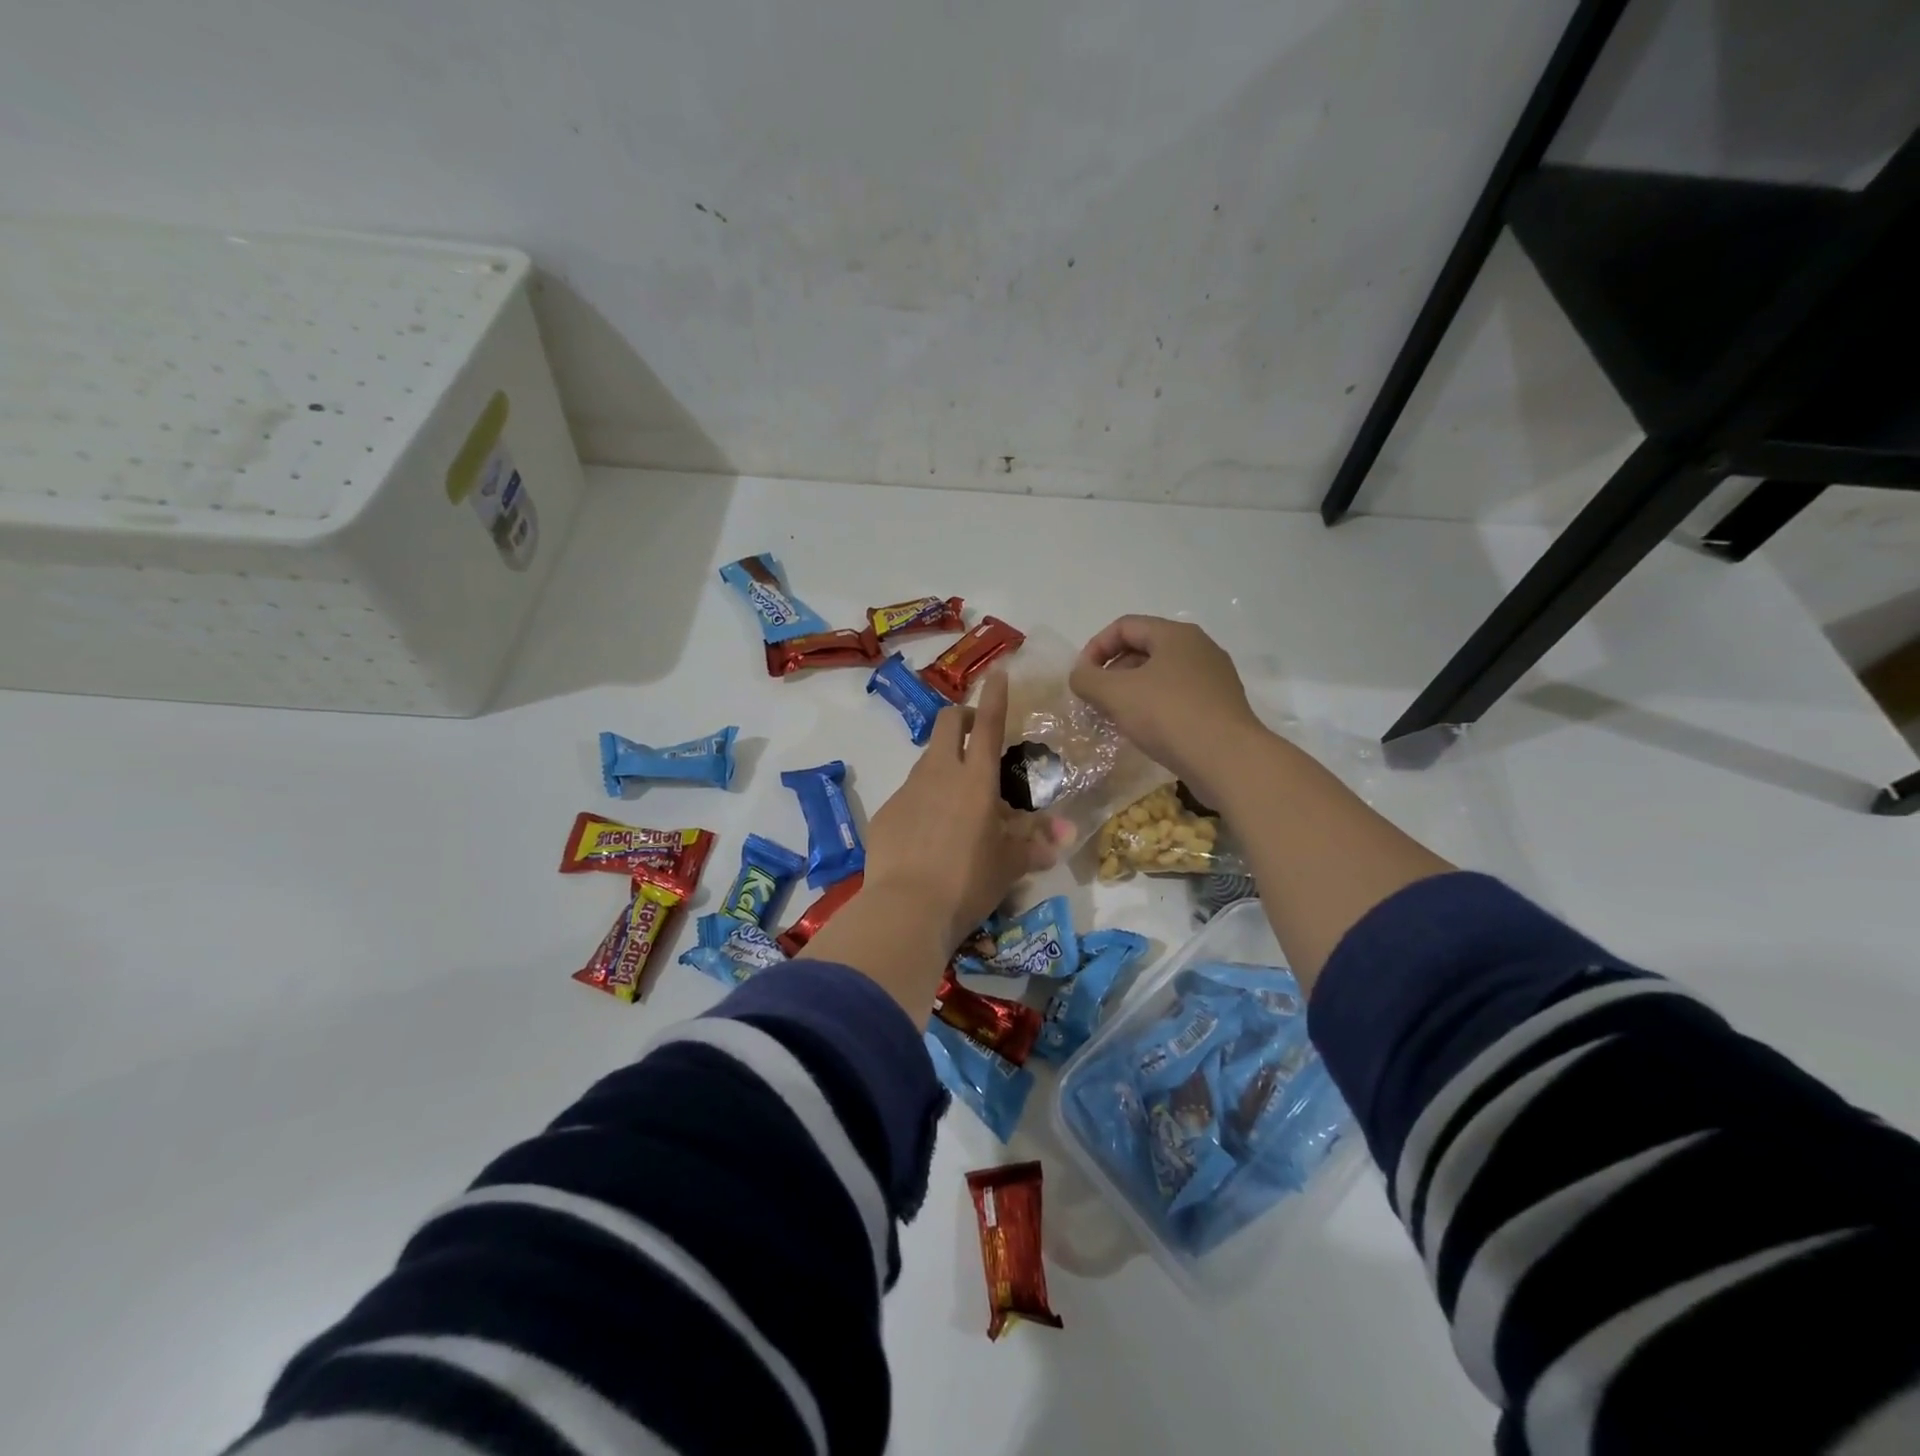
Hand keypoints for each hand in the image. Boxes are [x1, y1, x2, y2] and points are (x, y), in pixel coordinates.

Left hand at [862, 670, 1067, 949]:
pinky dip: (922, 803)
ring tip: (956, 802)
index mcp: (976, 779)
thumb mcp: (1009, 865)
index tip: (997, 673)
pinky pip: (908, 796)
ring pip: (926, 760)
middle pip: (947, 723)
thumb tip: (1066, 835)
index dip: (995, 696)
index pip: (988, 724)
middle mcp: (939, 773)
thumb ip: (1036, 844)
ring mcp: (907, 791)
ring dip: (943, 764)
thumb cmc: (968, 881)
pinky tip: (927, 836)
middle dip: (962, 717)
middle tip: (976, 735)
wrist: (905, 908)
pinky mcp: (886, 813)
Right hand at [1068, 615, 1268, 804]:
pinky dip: (1156, 707)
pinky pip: (1179, 697)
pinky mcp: (1221, 706)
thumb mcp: (1115, 694)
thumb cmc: (1169, 716)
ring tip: (1118, 718)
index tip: (1082, 678)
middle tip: (1097, 700)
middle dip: (1113, 671)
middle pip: (1144, 649)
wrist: (1228, 759)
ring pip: (1161, 675)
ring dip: (1133, 692)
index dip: (1095, 648)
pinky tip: (1146, 732)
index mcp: (1175, 635)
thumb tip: (1080, 675)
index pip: (1124, 626)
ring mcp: (1215, 677)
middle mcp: (1199, 648)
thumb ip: (1087, 679)